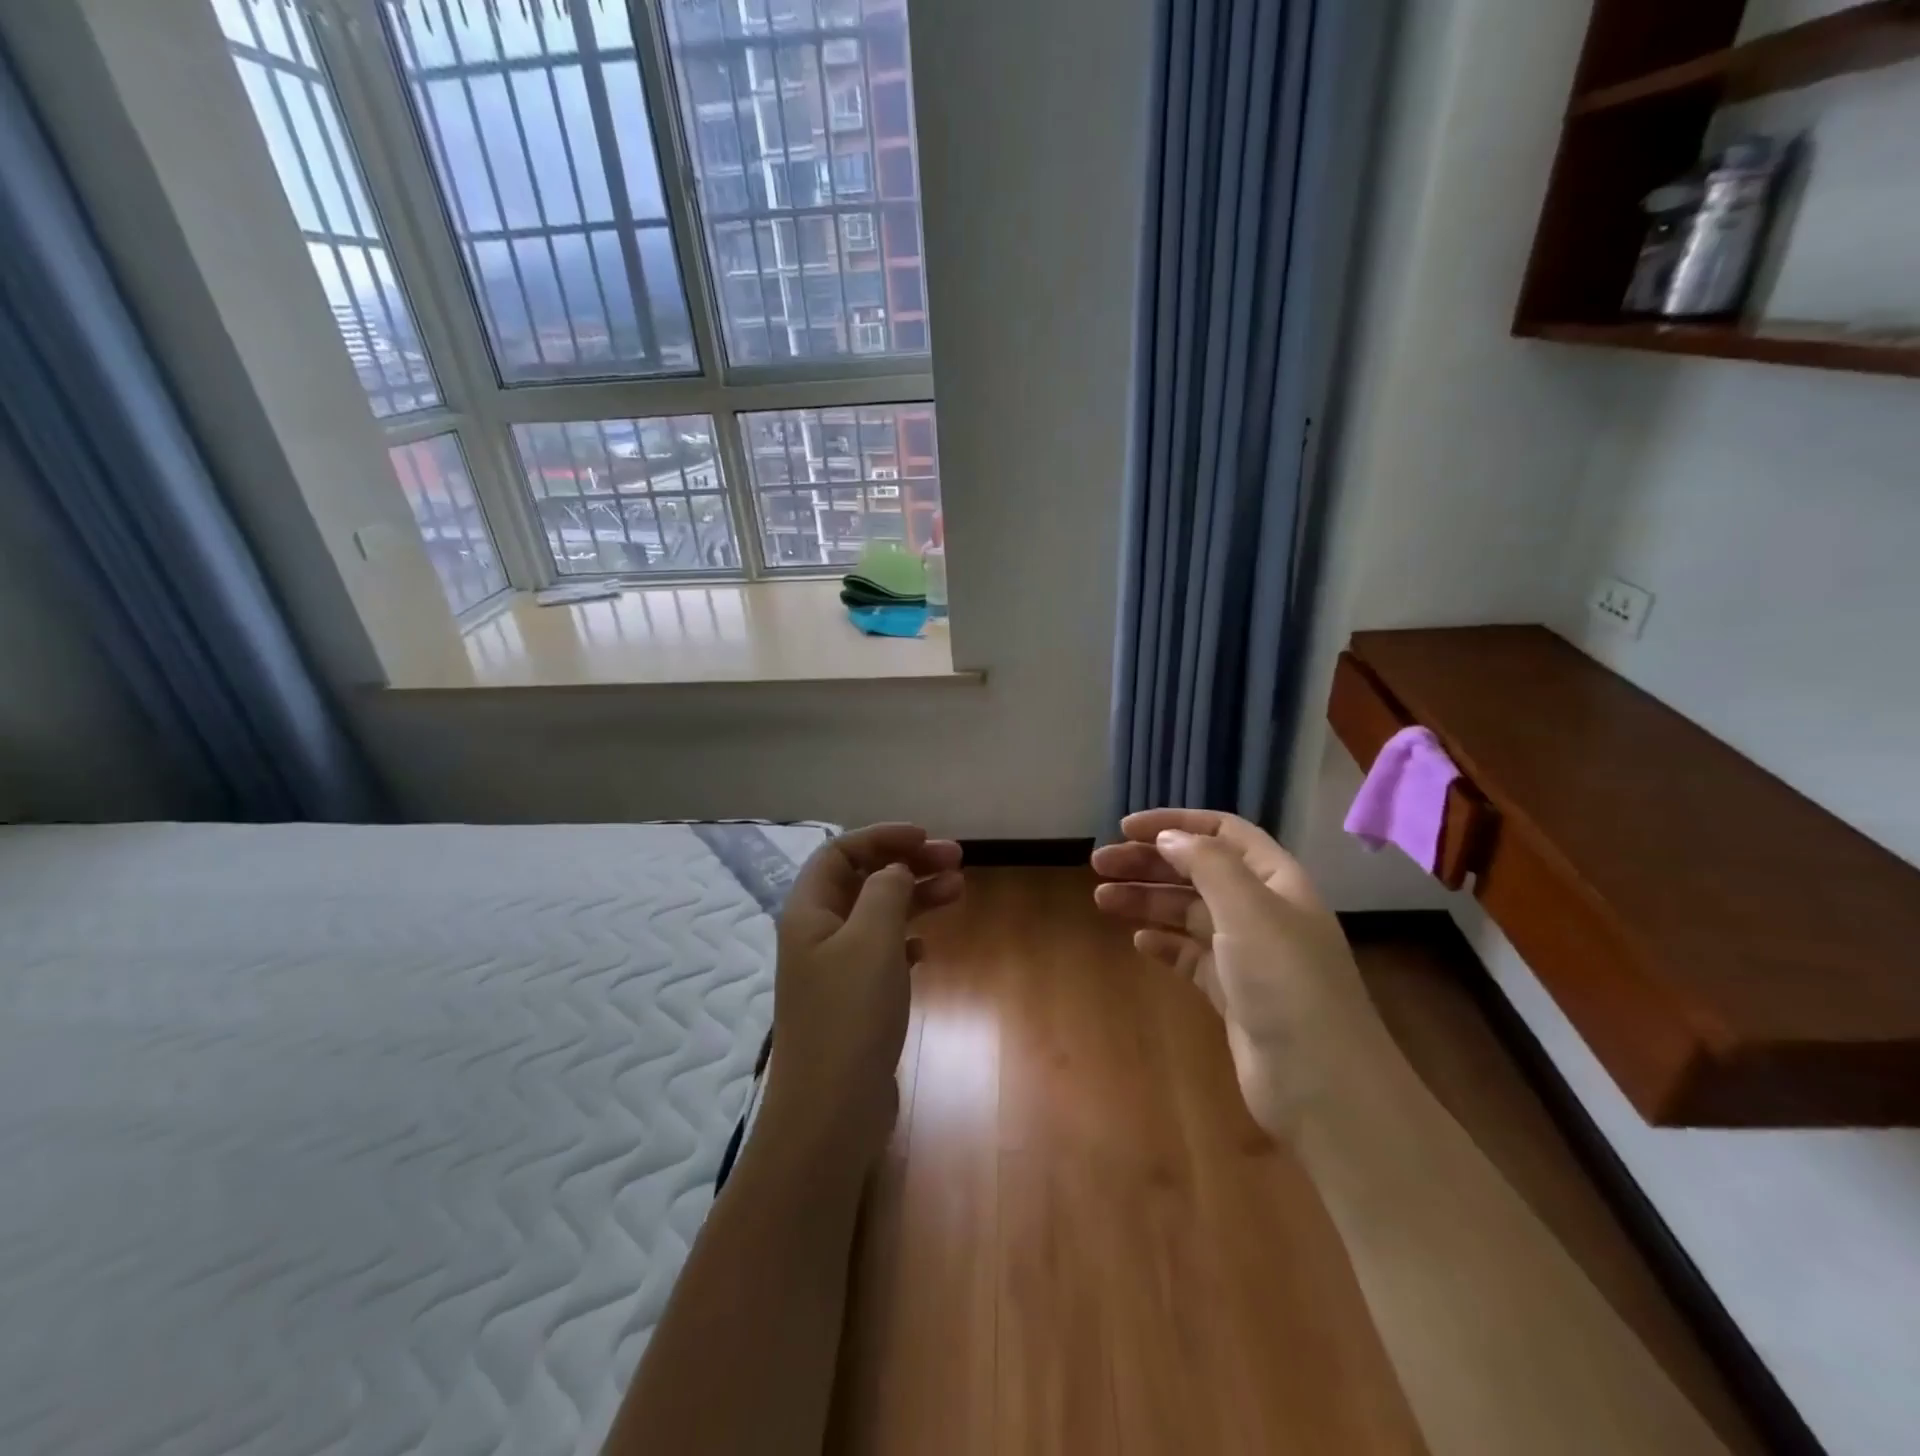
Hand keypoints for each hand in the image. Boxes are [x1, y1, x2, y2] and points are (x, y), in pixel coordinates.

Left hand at [768, 824, 963, 1161]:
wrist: (832, 1111)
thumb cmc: (850, 1015)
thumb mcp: (872, 939)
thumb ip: (885, 891)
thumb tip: (895, 870)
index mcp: (808, 911)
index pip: (840, 852)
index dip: (882, 837)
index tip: (925, 837)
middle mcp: (816, 934)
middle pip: (862, 880)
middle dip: (907, 864)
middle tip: (956, 860)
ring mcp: (834, 970)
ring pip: (877, 915)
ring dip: (914, 898)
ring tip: (958, 890)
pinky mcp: (853, 1001)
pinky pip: (882, 953)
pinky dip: (906, 939)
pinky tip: (927, 947)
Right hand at [1092, 809, 1394, 1138]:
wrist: (1321, 1085)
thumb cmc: (1285, 982)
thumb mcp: (1247, 909)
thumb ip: (1207, 863)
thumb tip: (1169, 837)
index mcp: (1275, 879)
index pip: (1222, 831)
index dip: (1175, 823)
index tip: (1126, 828)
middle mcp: (1262, 909)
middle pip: (1198, 870)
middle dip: (1149, 862)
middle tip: (1099, 864)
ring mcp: (1247, 953)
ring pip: (1188, 912)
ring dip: (1147, 900)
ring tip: (1101, 898)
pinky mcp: (1232, 992)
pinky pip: (1190, 955)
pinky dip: (1164, 943)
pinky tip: (1139, 941)